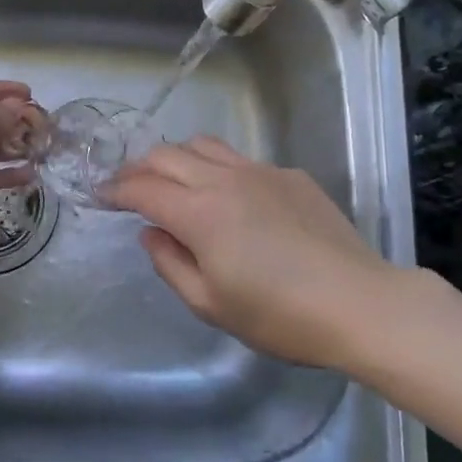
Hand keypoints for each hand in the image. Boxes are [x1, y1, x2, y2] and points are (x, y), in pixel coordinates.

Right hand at [104, 136, 424, 368]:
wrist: (360, 304)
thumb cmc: (280, 316)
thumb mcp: (211, 304)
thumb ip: (170, 264)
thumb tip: (151, 233)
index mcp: (200, 213)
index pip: (143, 188)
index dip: (116, 189)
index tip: (101, 194)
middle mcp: (224, 180)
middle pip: (167, 155)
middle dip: (139, 167)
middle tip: (128, 185)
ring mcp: (260, 171)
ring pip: (204, 145)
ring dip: (177, 157)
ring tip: (172, 179)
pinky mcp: (290, 175)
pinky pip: (241, 160)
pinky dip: (218, 169)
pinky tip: (230, 197)